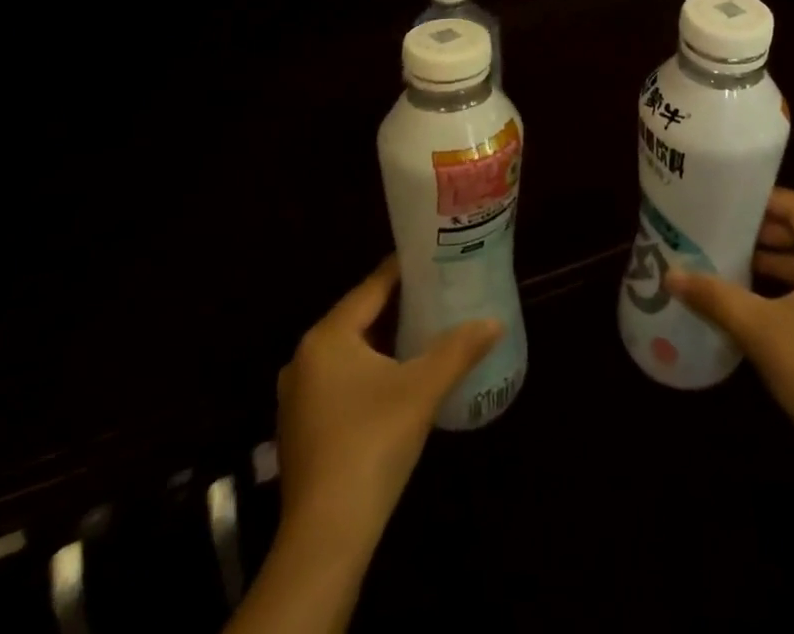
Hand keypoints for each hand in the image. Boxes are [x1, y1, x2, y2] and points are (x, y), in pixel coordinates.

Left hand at [275, 257, 500, 551]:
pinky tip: (394, 382)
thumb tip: (495, 321)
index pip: (371, 287)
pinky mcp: (301, 429)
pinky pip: (338, 382)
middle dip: (396, 307)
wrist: (326, 536)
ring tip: (422, 332)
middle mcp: (304, 357)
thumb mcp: (422, 390)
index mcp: (327, 336)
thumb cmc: (372, 443)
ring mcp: (297, 396)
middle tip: (437, 294)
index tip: (433, 258)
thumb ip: (459, 349)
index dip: (403, 271)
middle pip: (358, 318)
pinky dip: (366, 372)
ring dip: (382, 342)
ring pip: (348, 352)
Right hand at [665, 188, 793, 479]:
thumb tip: (671, 274)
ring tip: (725, 261)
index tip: (725, 198)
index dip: (763, 199)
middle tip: (717, 228)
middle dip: (761, 233)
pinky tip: (749, 304)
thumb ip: (715, 296)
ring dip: (769, 264)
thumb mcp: (760, 329)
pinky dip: (782, 292)